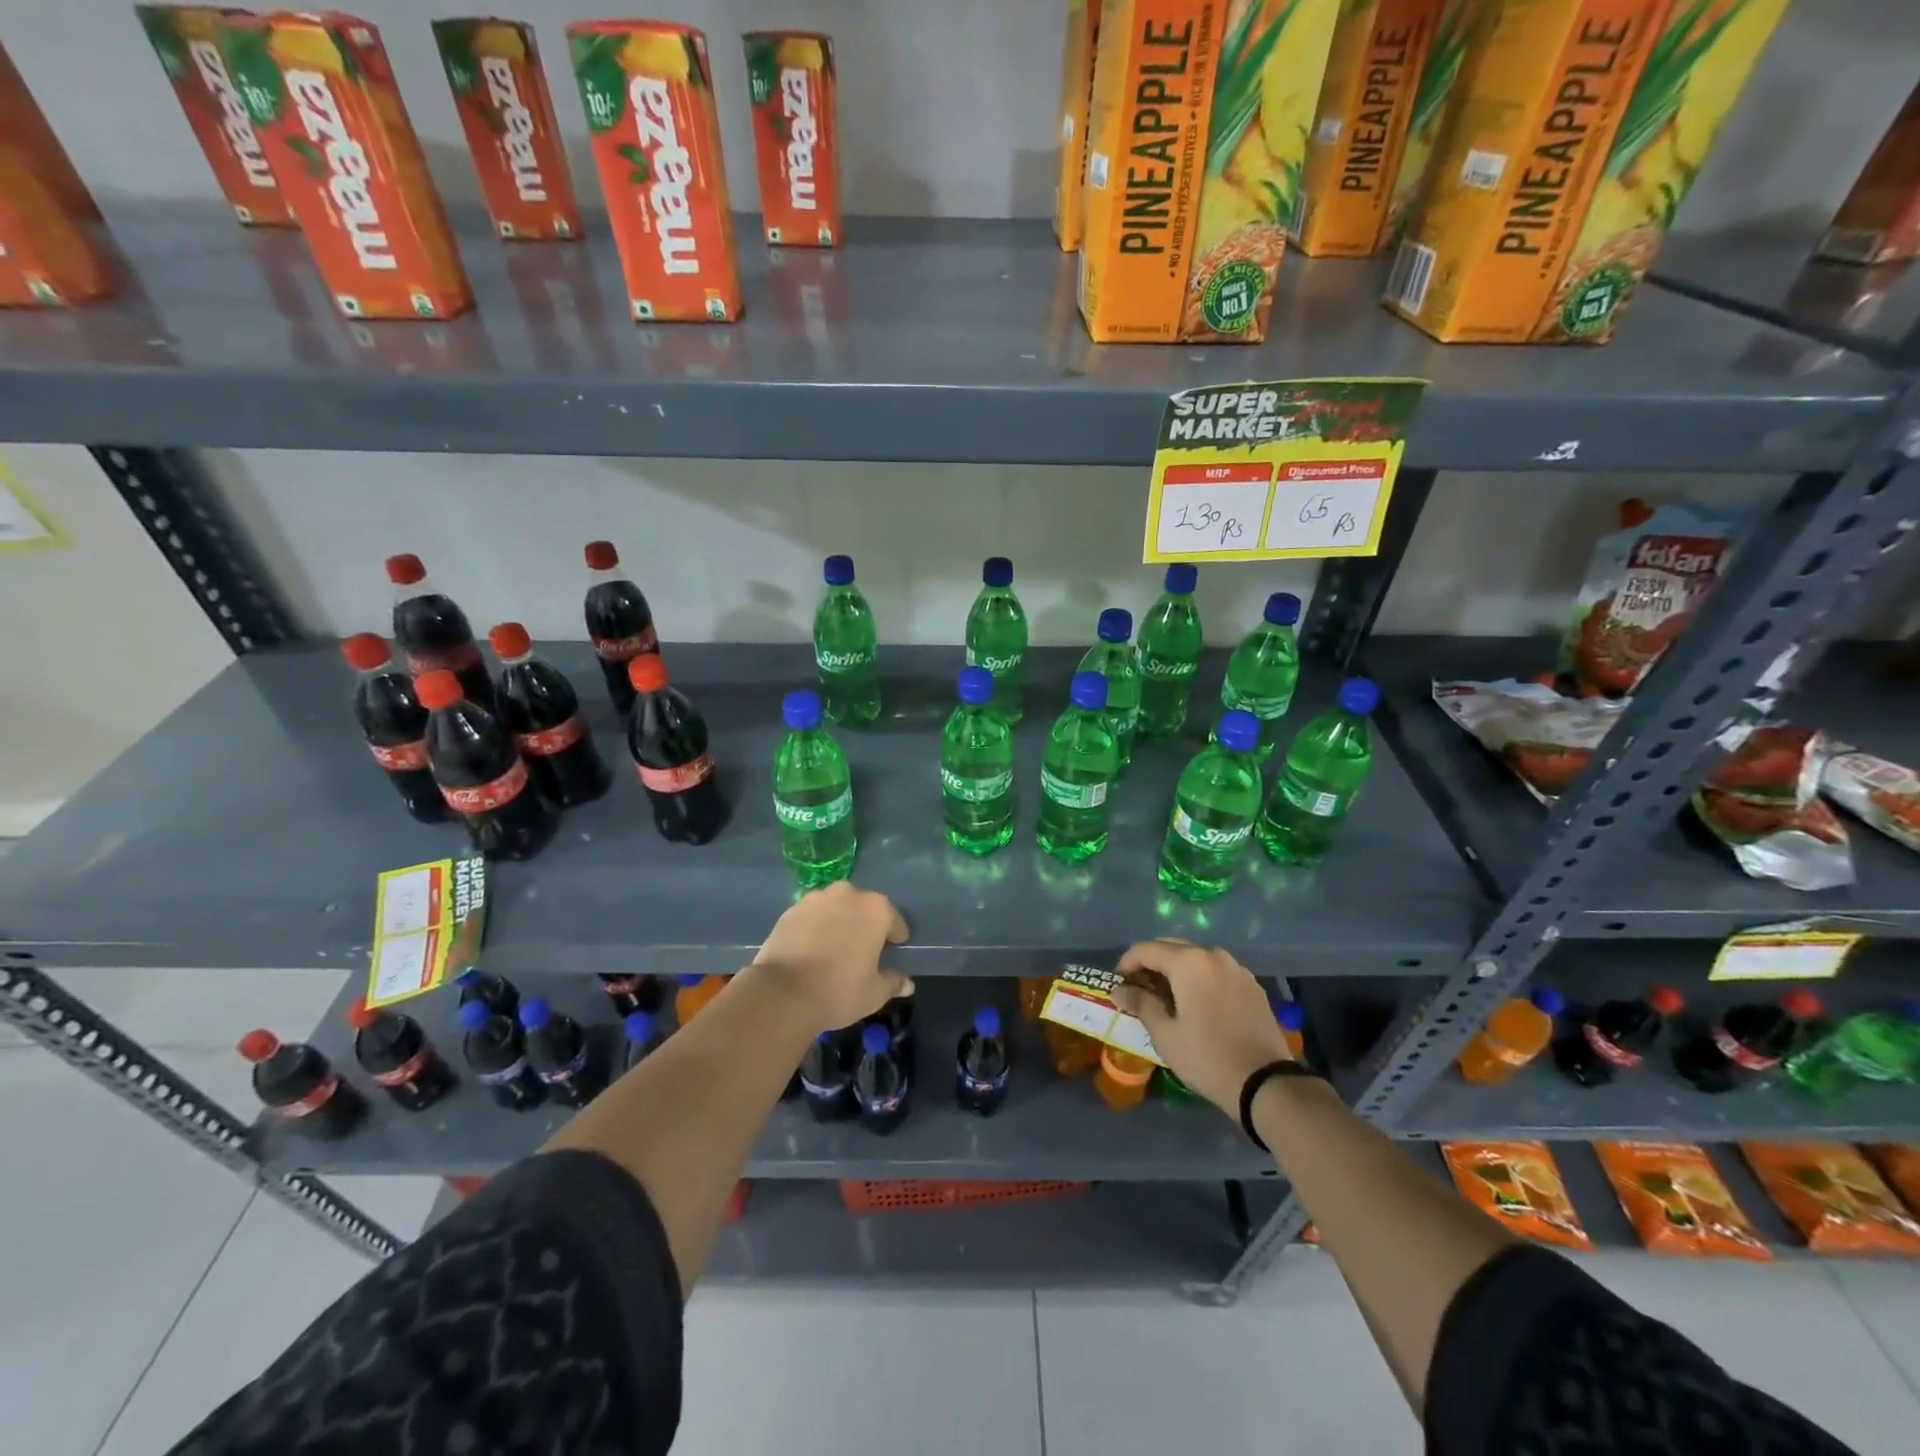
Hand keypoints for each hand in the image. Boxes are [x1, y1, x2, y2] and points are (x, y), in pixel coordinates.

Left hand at [746, 881, 909, 1033]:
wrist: (783, 993)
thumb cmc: (840, 990)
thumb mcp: (875, 993)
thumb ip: (893, 982)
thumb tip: (907, 983)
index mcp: (875, 909)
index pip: (894, 921)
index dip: (895, 938)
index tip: (892, 953)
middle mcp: (847, 894)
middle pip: (863, 909)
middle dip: (865, 925)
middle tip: (862, 951)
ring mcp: (815, 899)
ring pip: (835, 909)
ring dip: (838, 923)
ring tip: (833, 950)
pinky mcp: (790, 910)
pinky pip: (811, 917)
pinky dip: (815, 928)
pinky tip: (811, 950)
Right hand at [1111, 939, 1290, 1115]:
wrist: (1266, 1084)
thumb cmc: (1207, 1057)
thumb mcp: (1165, 1034)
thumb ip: (1141, 1004)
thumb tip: (1119, 990)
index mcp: (1189, 962)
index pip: (1147, 949)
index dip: (1127, 962)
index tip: (1118, 981)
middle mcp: (1214, 955)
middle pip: (1173, 947)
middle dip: (1152, 962)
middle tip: (1138, 986)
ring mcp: (1237, 969)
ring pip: (1197, 958)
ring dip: (1177, 969)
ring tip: (1166, 995)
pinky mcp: (1252, 986)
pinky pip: (1217, 972)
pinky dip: (1200, 978)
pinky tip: (1196, 1002)